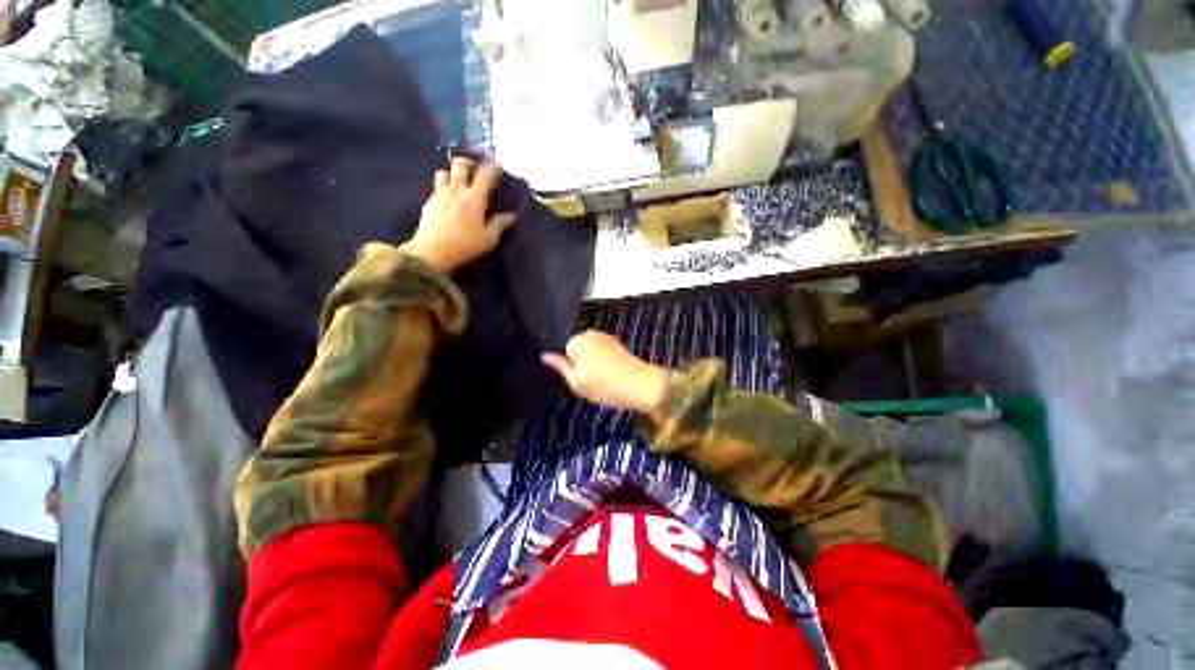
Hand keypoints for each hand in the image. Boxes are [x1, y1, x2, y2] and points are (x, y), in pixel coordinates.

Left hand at [402, 157, 516, 272]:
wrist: (432, 251)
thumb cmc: (465, 245)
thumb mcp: (489, 239)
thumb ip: (500, 224)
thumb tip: (511, 216)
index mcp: (475, 198)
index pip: (486, 175)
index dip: (493, 168)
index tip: (499, 166)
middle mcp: (456, 190)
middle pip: (460, 164)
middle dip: (469, 162)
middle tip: (475, 169)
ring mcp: (440, 194)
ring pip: (444, 171)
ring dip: (452, 173)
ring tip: (458, 182)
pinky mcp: (429, 202)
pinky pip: (436, 187)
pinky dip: (443, 187)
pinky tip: (447, 199)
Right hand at [541, 331, 669, 413]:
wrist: (641, 385)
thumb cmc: (604, 386)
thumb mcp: (576, 382)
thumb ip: (559, 366)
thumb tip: (543, 355)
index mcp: (578, 341)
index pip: (564, 352)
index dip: (571, 367)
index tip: (581, 380)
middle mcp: (590, 333)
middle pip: (577, 349)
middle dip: (582, 362)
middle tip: (591, 381)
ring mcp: (606, 337)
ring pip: (591, 350)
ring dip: (593, 362)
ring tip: (603, 379)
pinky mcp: (618, 343)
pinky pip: (603, 351)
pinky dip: (604, 361)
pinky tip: (612, 374)